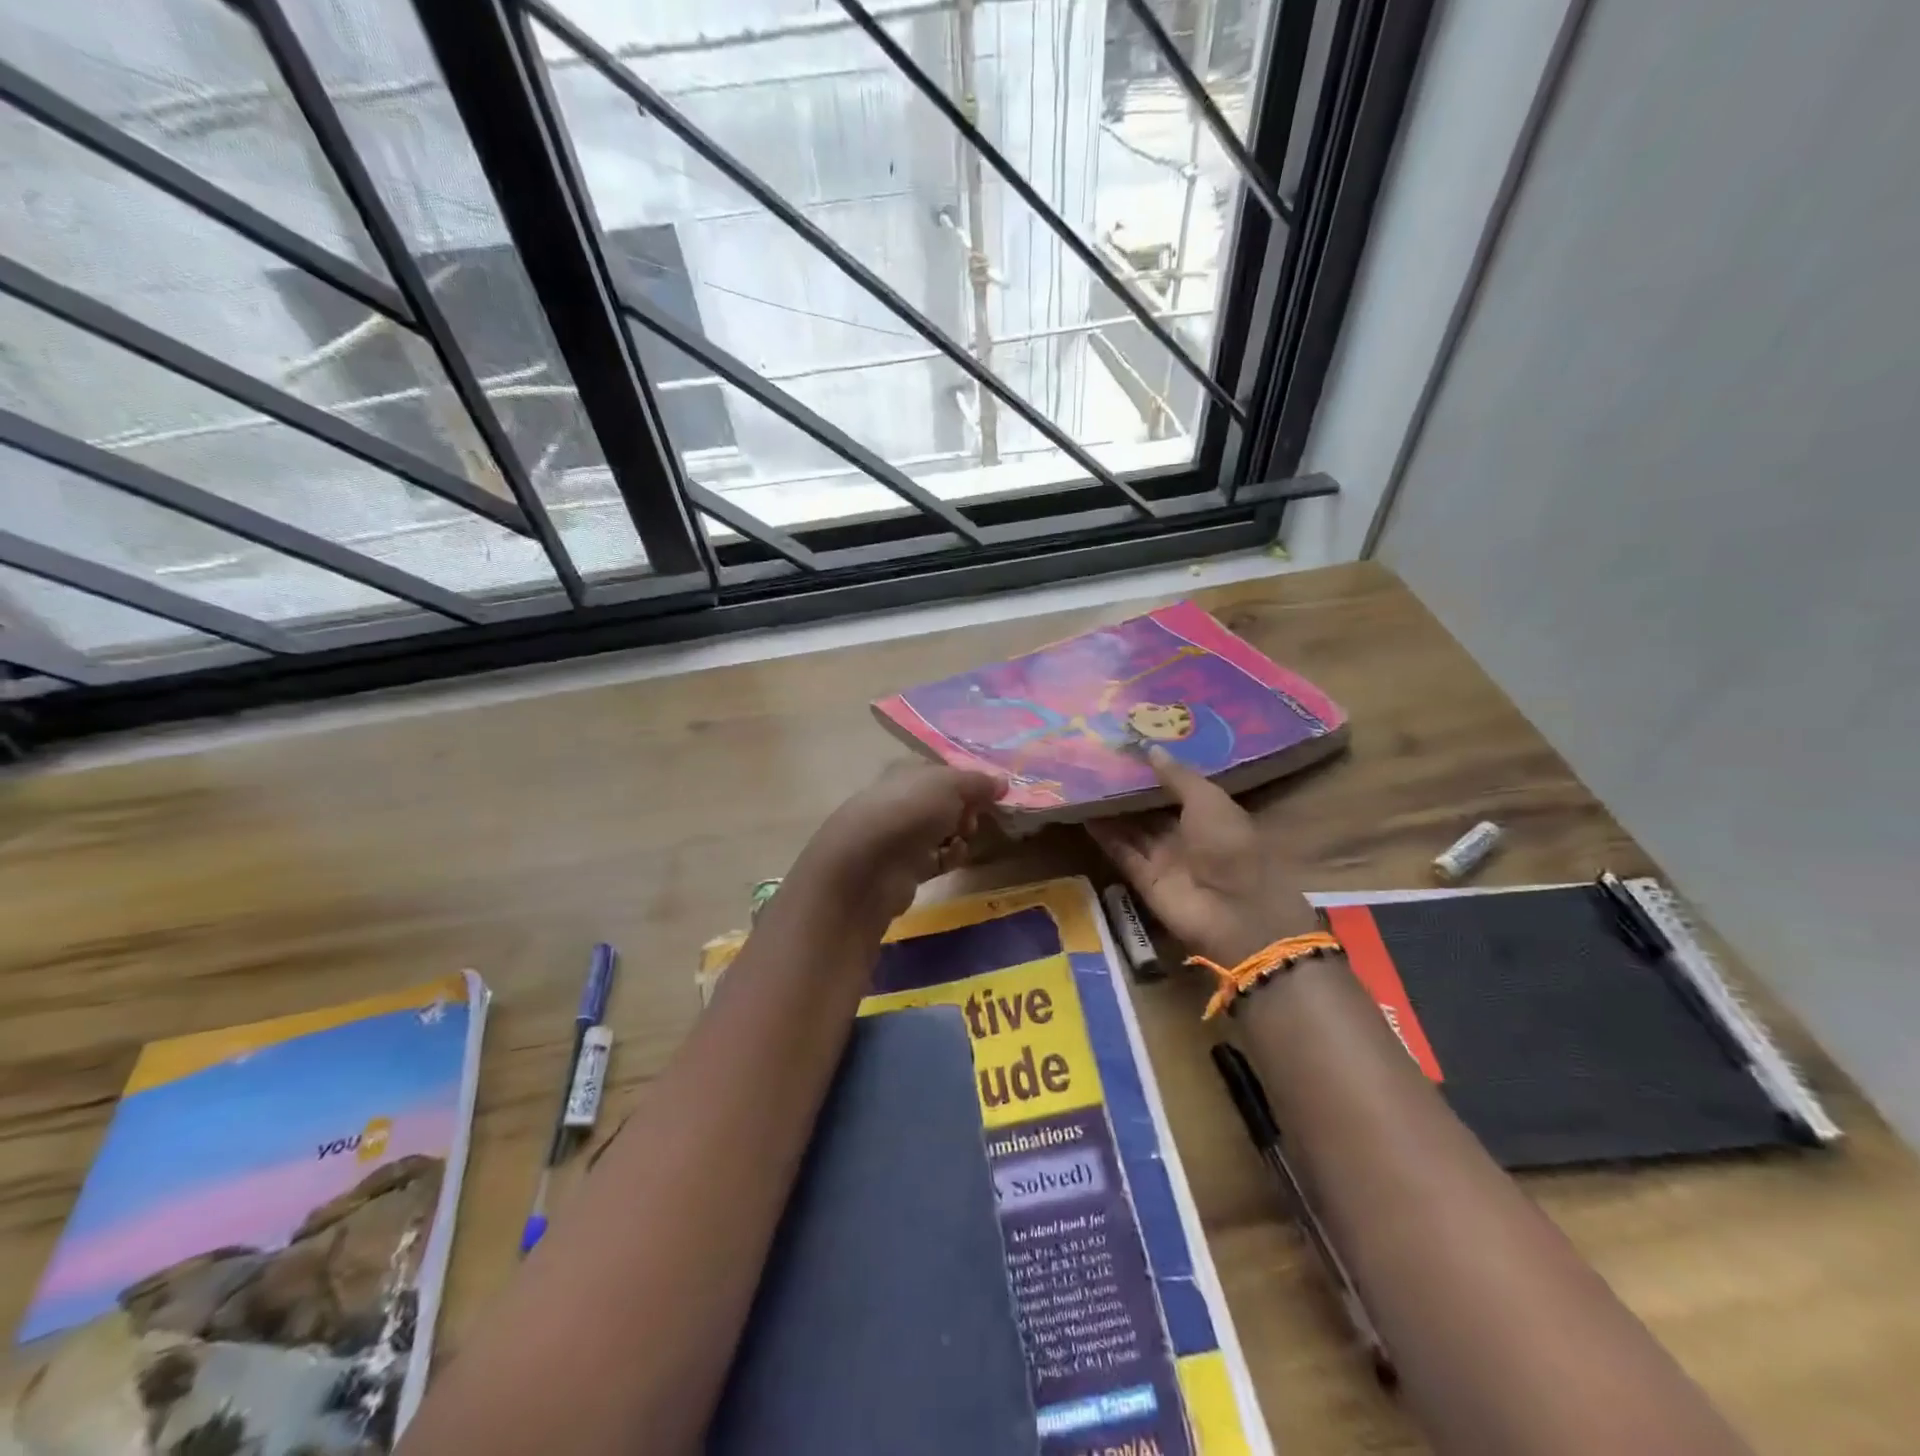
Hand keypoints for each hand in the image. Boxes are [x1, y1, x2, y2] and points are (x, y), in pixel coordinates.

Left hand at [794, 763, 1007, 927]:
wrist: (870, 865)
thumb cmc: (910, 810)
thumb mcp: (951, 784)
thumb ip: (978, 782)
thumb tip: (1001, 782)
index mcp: (906, 772)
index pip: (942, 771)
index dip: (967, 779)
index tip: (991, 791)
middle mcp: (902, 800)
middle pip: (944, 802)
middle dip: (967, 808)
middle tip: (977, 815)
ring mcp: (901, 835)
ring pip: (942, 831)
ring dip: (961, 834)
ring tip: (966, 836)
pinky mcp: (904, 867)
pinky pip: (937, 859)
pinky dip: (950, 858)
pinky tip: (954, 857)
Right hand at [1088, 748, 1316, 964]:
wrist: (1233, 911)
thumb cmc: (1229, 845)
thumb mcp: (1208, 801)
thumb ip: (1178, 776)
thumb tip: (1149, 748)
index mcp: (1207, 815)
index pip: (1175, 789)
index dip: (1153, 771)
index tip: (1127, 748)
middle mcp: (1183, 835)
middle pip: (1149, 808)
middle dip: (1127, 788)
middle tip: (1097, 759)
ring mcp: (1162, 857)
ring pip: (1130, 827)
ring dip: (1110, 808)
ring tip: (1083, 779)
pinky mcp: (1143, 877)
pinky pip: (1119, 850)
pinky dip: (1102, 833)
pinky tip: (1082, 810)